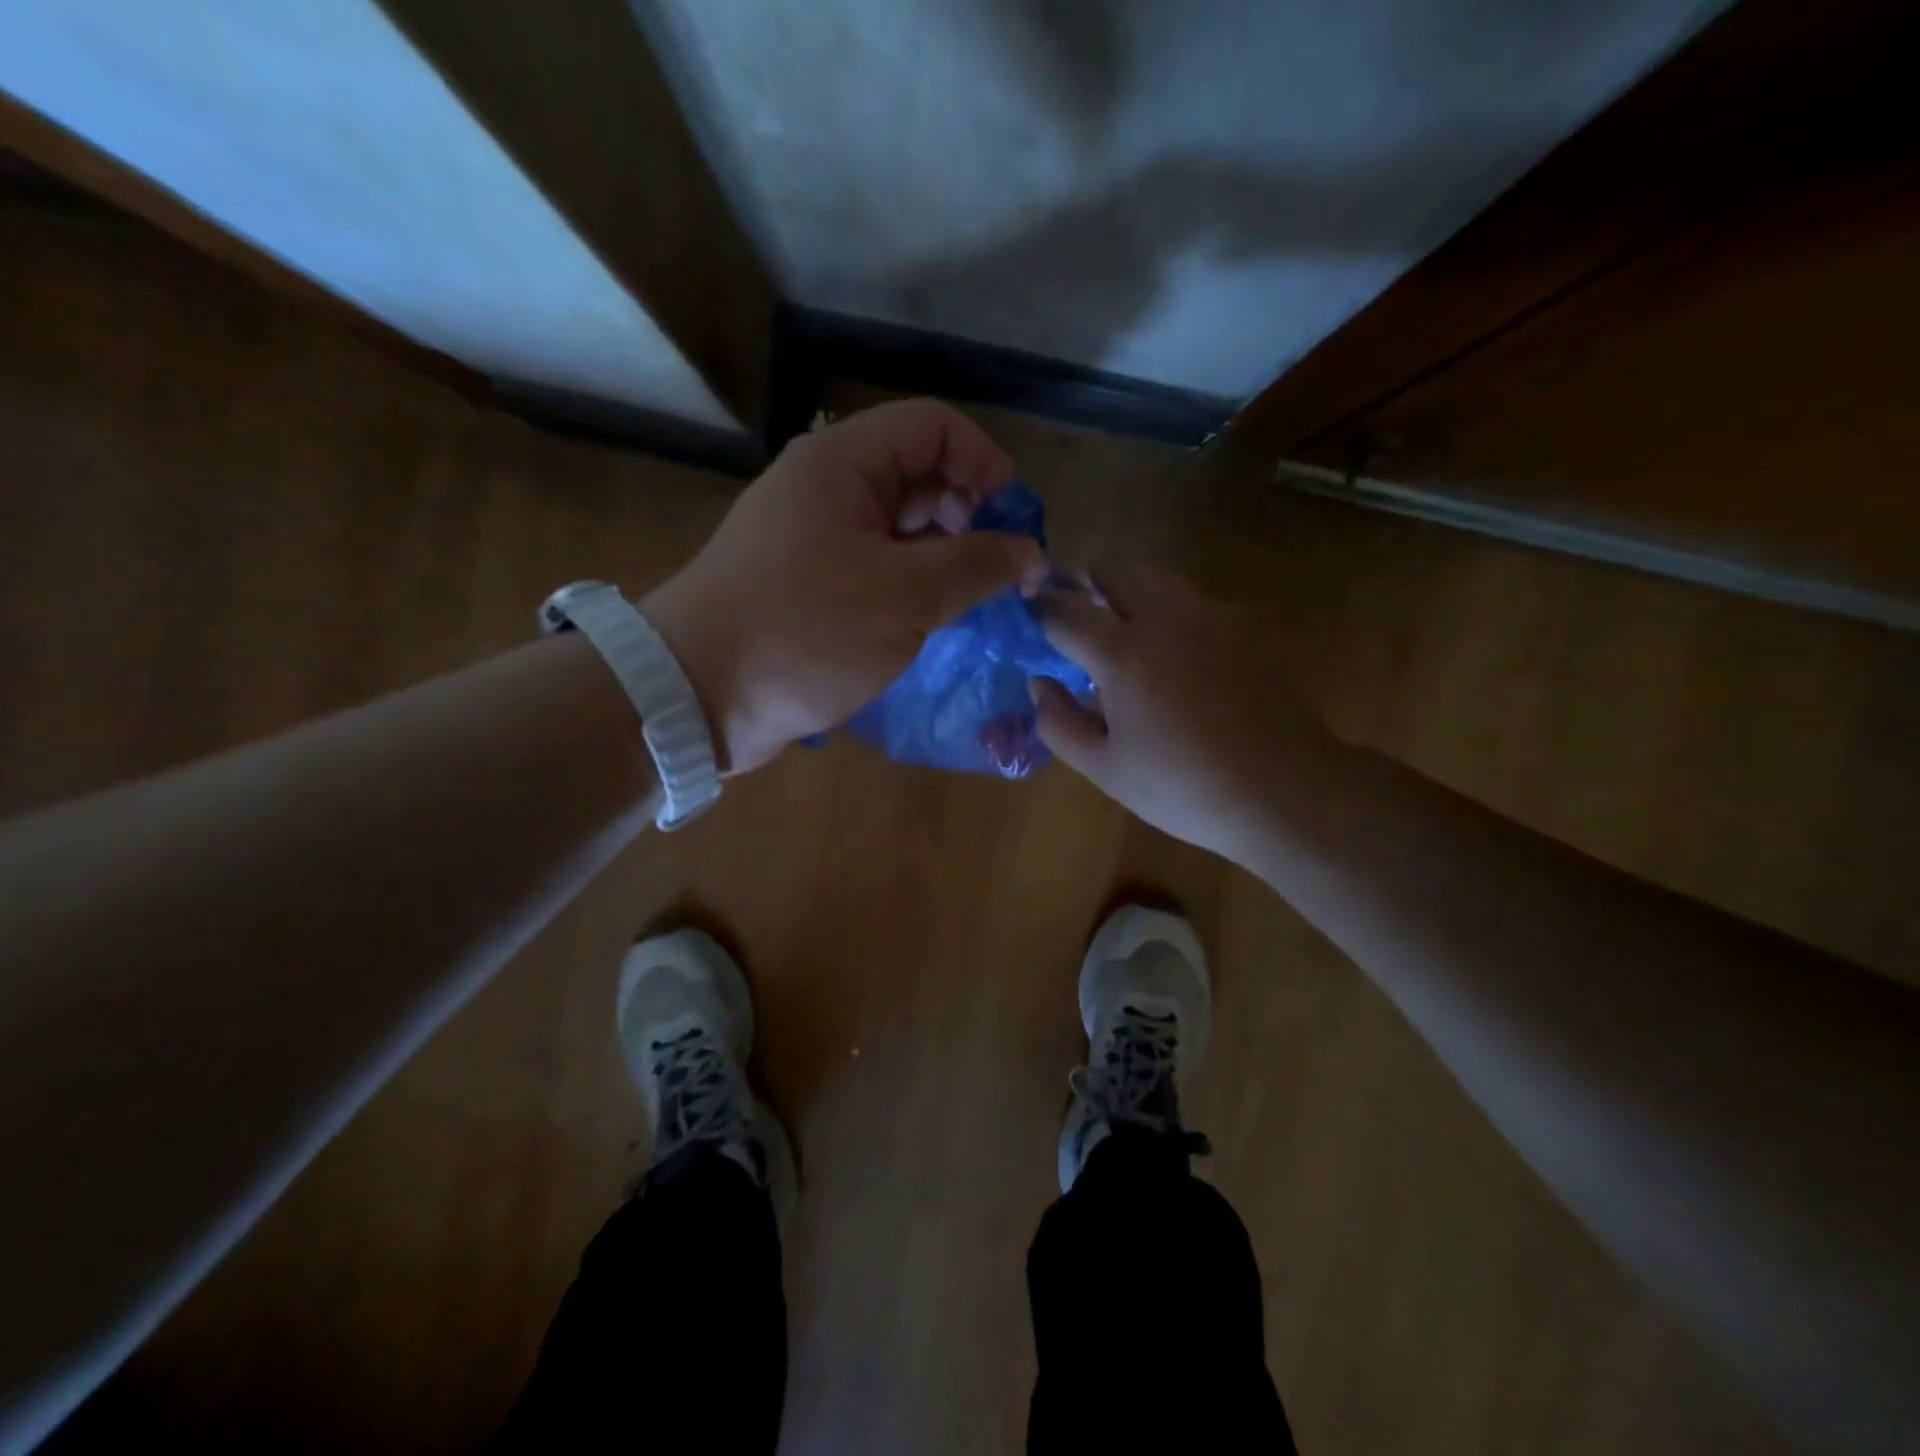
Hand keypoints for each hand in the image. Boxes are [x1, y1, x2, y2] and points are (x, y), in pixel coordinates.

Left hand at [645, 400, 1047, 772]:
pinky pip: (874, 569)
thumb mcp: (905, 596)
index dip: (984, 462)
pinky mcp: (806, 586)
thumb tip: (1031, 552)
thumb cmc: (804, 631)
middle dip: (969, 516)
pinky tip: (931, 623)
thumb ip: (976, 566)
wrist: (698, 695)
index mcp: (843, 463)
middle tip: (997, 573)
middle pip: (918, 476)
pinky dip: (909, 588)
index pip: (934, 426)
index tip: (1014, 521)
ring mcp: (812, 539)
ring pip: (898, 529)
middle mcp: (826, 489)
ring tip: (971, 604)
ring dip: (942, 559)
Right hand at [1031, 562, 1331, 856]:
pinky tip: (1178, 659)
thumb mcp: (1106, 769)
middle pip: (1113, 567)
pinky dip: (1169, 614)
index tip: (1030, 615)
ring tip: (1126, 638)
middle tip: (1079, 619)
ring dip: (1128, 593)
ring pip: (1155, 578)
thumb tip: (1040, 684)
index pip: (1064, 609)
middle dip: (1086, 583)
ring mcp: (1211, 616)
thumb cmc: (1185, 789)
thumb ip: (1059, 723)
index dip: (1038, 608)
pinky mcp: (1244, 625)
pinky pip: (1191, 602)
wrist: (1286, 790)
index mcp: (1122, 656)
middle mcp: (1165, 618)